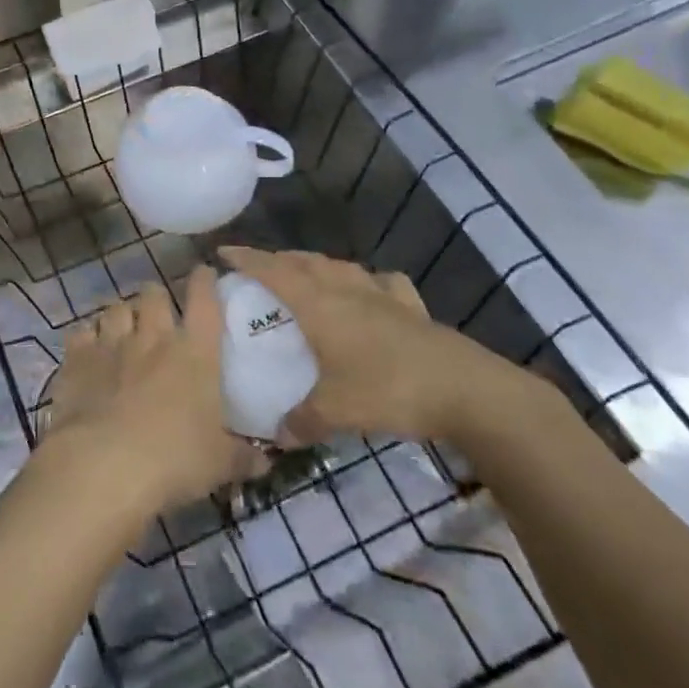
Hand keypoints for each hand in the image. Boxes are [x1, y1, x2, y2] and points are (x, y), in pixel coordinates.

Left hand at [39, 268, 266, 518]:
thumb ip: (243, 458)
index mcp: (194, 352)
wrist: (103, 465)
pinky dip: (86, 337)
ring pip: (116, 308)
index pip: (204, 300)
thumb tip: (265, 464)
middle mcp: (152, 336)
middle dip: (156, 297)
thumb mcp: (219, 464)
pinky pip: (81, 332)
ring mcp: (111, 343)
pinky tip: (88, 349)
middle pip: (153, 293)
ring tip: (123, 328)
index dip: (205, 281)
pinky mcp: (77, 358)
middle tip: (158, 311)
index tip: (204, 273)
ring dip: (122, 314)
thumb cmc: (173, 459)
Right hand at [219, 247, 539, 443]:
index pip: (273, 271)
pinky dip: (368, 282)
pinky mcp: (411, 307)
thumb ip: (302, 421)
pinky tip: (370, 292)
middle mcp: (346, 289)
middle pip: (304, 262)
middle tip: (259, 269)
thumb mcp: (336, 411)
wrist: (465, 389)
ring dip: (317, 265)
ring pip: (340, 267)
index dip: (247, 259)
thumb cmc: (389, 389)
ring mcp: (381, 294)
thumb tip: (278, 435)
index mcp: (319, 304)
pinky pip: (382, 284)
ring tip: (306, 276)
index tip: (223, 252)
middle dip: (278, 260)